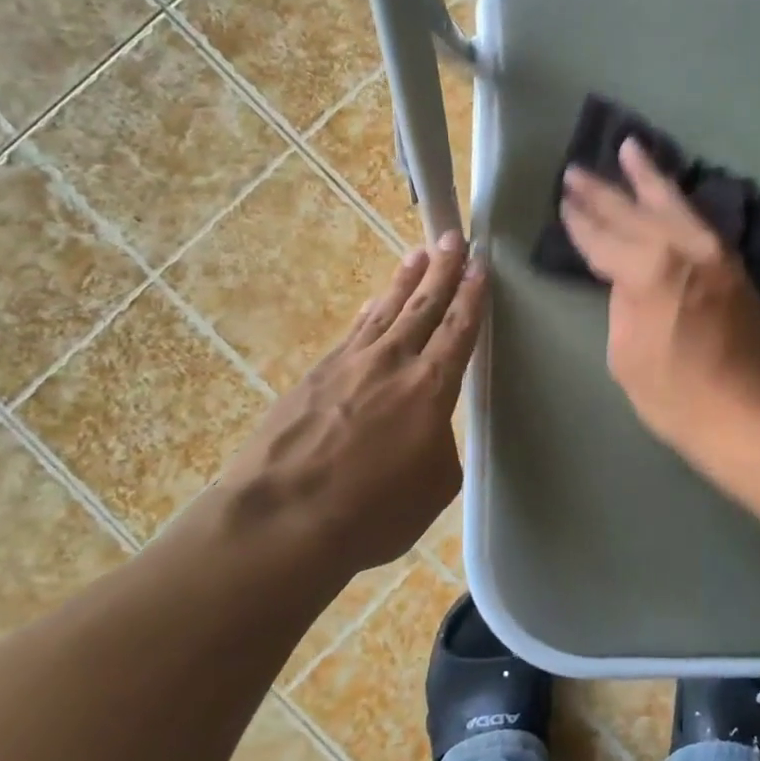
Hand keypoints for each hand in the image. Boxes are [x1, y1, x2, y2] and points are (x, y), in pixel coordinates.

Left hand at [216, 233, 486, 582]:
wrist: (280, 521)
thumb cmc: (371, 513)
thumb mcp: (433, 487)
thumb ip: (439, 446)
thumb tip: (426, 430)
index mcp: (430, 388)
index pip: (457, 330)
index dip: (471, 297)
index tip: (479, 265)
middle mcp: (391, 363)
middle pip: (423, 306)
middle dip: (442, 270)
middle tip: (453, 239)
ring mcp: (348, 365)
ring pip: (385, 311)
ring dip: (404, 281)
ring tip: (418, 255)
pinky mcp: (314, 376)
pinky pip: (353, 333)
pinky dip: (370, 314)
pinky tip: (374, 305)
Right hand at [560, 140, 759, 460]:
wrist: (752, 412)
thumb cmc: (677, 395)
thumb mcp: (626, 354)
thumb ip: (622, 304)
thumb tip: (628, 280)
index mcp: (648, 269)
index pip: (602, 237)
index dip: (580, 222)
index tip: (564, 202)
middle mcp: (682, 247)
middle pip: (634, 211)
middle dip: (603, 191)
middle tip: (577, 171)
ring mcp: (713, 251)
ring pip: (673, 203)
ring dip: (647, 177)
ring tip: (629, 149)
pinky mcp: (732, 264)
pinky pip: (696, 220)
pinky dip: (677, 202)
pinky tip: (667, 195)